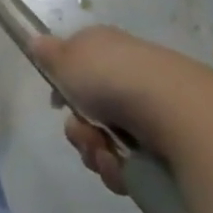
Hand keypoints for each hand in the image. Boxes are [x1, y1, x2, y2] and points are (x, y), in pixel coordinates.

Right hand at [30, 26, 212, 195]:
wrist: (175, 110)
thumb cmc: (111, 75)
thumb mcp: (65, 57)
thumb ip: (48, 53)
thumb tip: (37, 42)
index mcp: (108, 50)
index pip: (80, 68)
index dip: (64, 88)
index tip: (58, 104)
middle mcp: (130, 78)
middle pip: (89, 112)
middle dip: (78, 129)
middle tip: (82, 132)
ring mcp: (151, 114)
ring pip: (106, 141)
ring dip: (95, 151)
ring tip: (105, 153)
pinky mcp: (169, 149)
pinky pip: (131, 165)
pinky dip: (119, 169)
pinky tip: (122, 168)